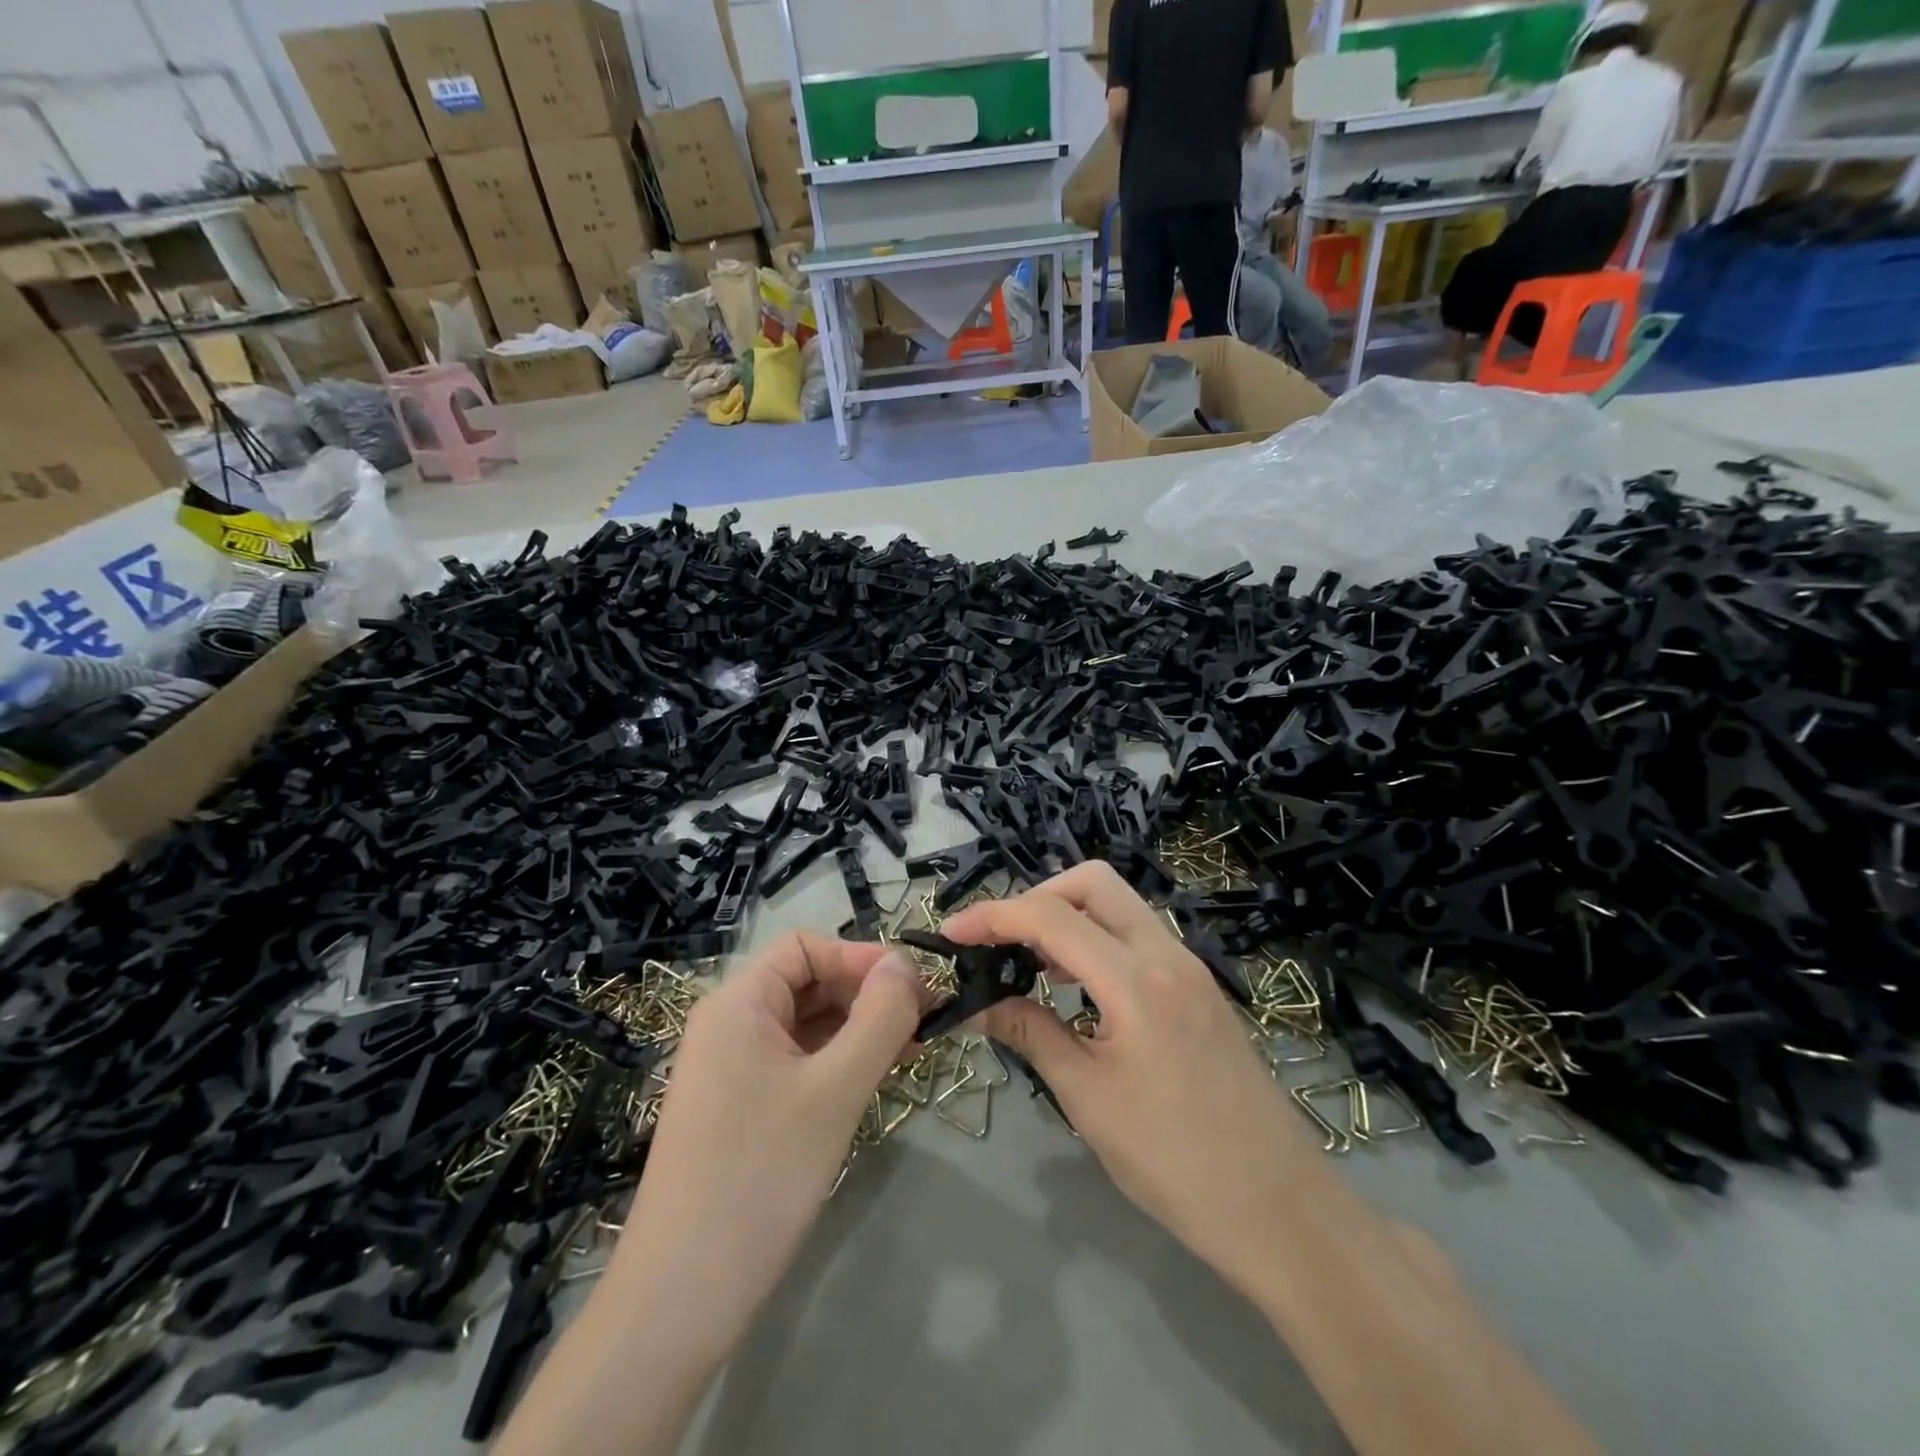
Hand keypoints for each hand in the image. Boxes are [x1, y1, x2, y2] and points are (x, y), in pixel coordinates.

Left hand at [607, 933, 923, 1365]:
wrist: (680, 1299)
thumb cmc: (760, 1176)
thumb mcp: (835, 1090)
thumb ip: (879, 1018)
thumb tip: (906, 962)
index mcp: (738, 1003)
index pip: (806, 947)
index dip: (861, 957)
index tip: (914, 987)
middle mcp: (730, 1024)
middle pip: (807, 981)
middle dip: (865, 993)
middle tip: (923, 1021)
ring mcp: (732, 1068)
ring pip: (806, 1023)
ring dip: (858, 1028)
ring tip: (909, 1050)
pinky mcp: (741, 1107)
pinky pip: (797, 1061)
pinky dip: (837, 1061)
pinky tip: (874, 1078)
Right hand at [941, 863, 1322, 1295]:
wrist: (1280, 1209)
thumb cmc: (1175, 1163)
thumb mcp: (1088, 1099)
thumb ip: (1030, 1035)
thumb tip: (977, 1006)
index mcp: (1137, 981)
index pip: (1051, 916)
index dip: (994, 916)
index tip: (952, 934)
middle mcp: (1167, 955)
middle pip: (1093, 883)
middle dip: (1038, 896)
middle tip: (1002, 942)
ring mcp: (1189, 967)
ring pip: (1119, 905)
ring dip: (1069, 916)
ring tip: (1031, 964)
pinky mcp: (1198, 987)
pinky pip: (1138, 936)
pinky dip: (1098, 940)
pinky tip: (1077, 986)